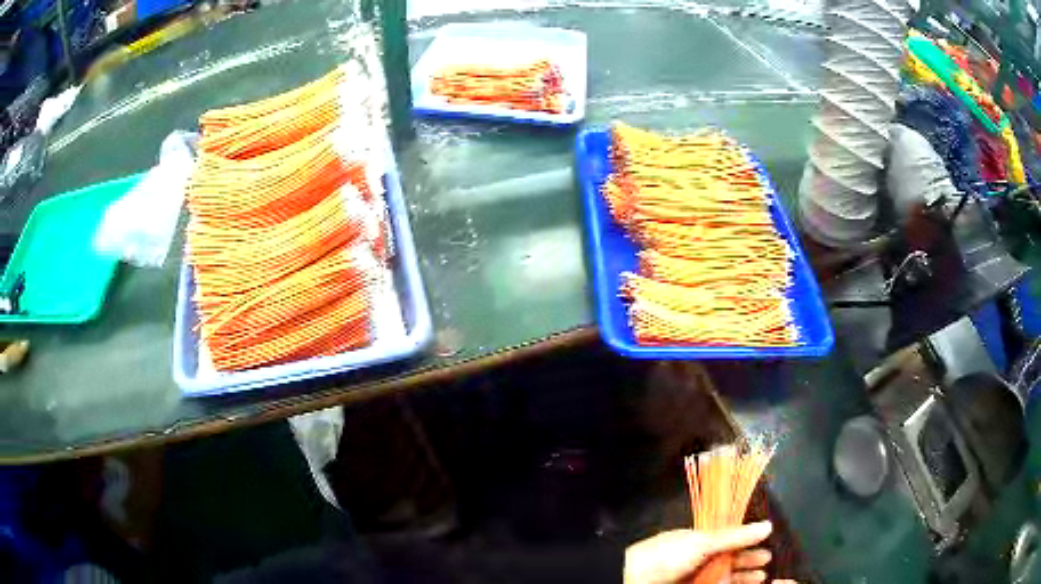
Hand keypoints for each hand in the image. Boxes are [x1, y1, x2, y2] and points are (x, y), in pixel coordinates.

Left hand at [624, 521, 796, 583]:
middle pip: (729, 560)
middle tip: (767, 562)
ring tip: (761, 577)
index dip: (748, 543)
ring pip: (724, 575)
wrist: (634, 579)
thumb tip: (767, 526)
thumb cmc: (667, 556)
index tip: (767, 544)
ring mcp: (695, 576)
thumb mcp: (702, 543)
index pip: (730, 540)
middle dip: (749, 561)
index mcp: (700, 541)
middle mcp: (699, 559)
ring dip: (743, 577)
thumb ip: (734, 537)